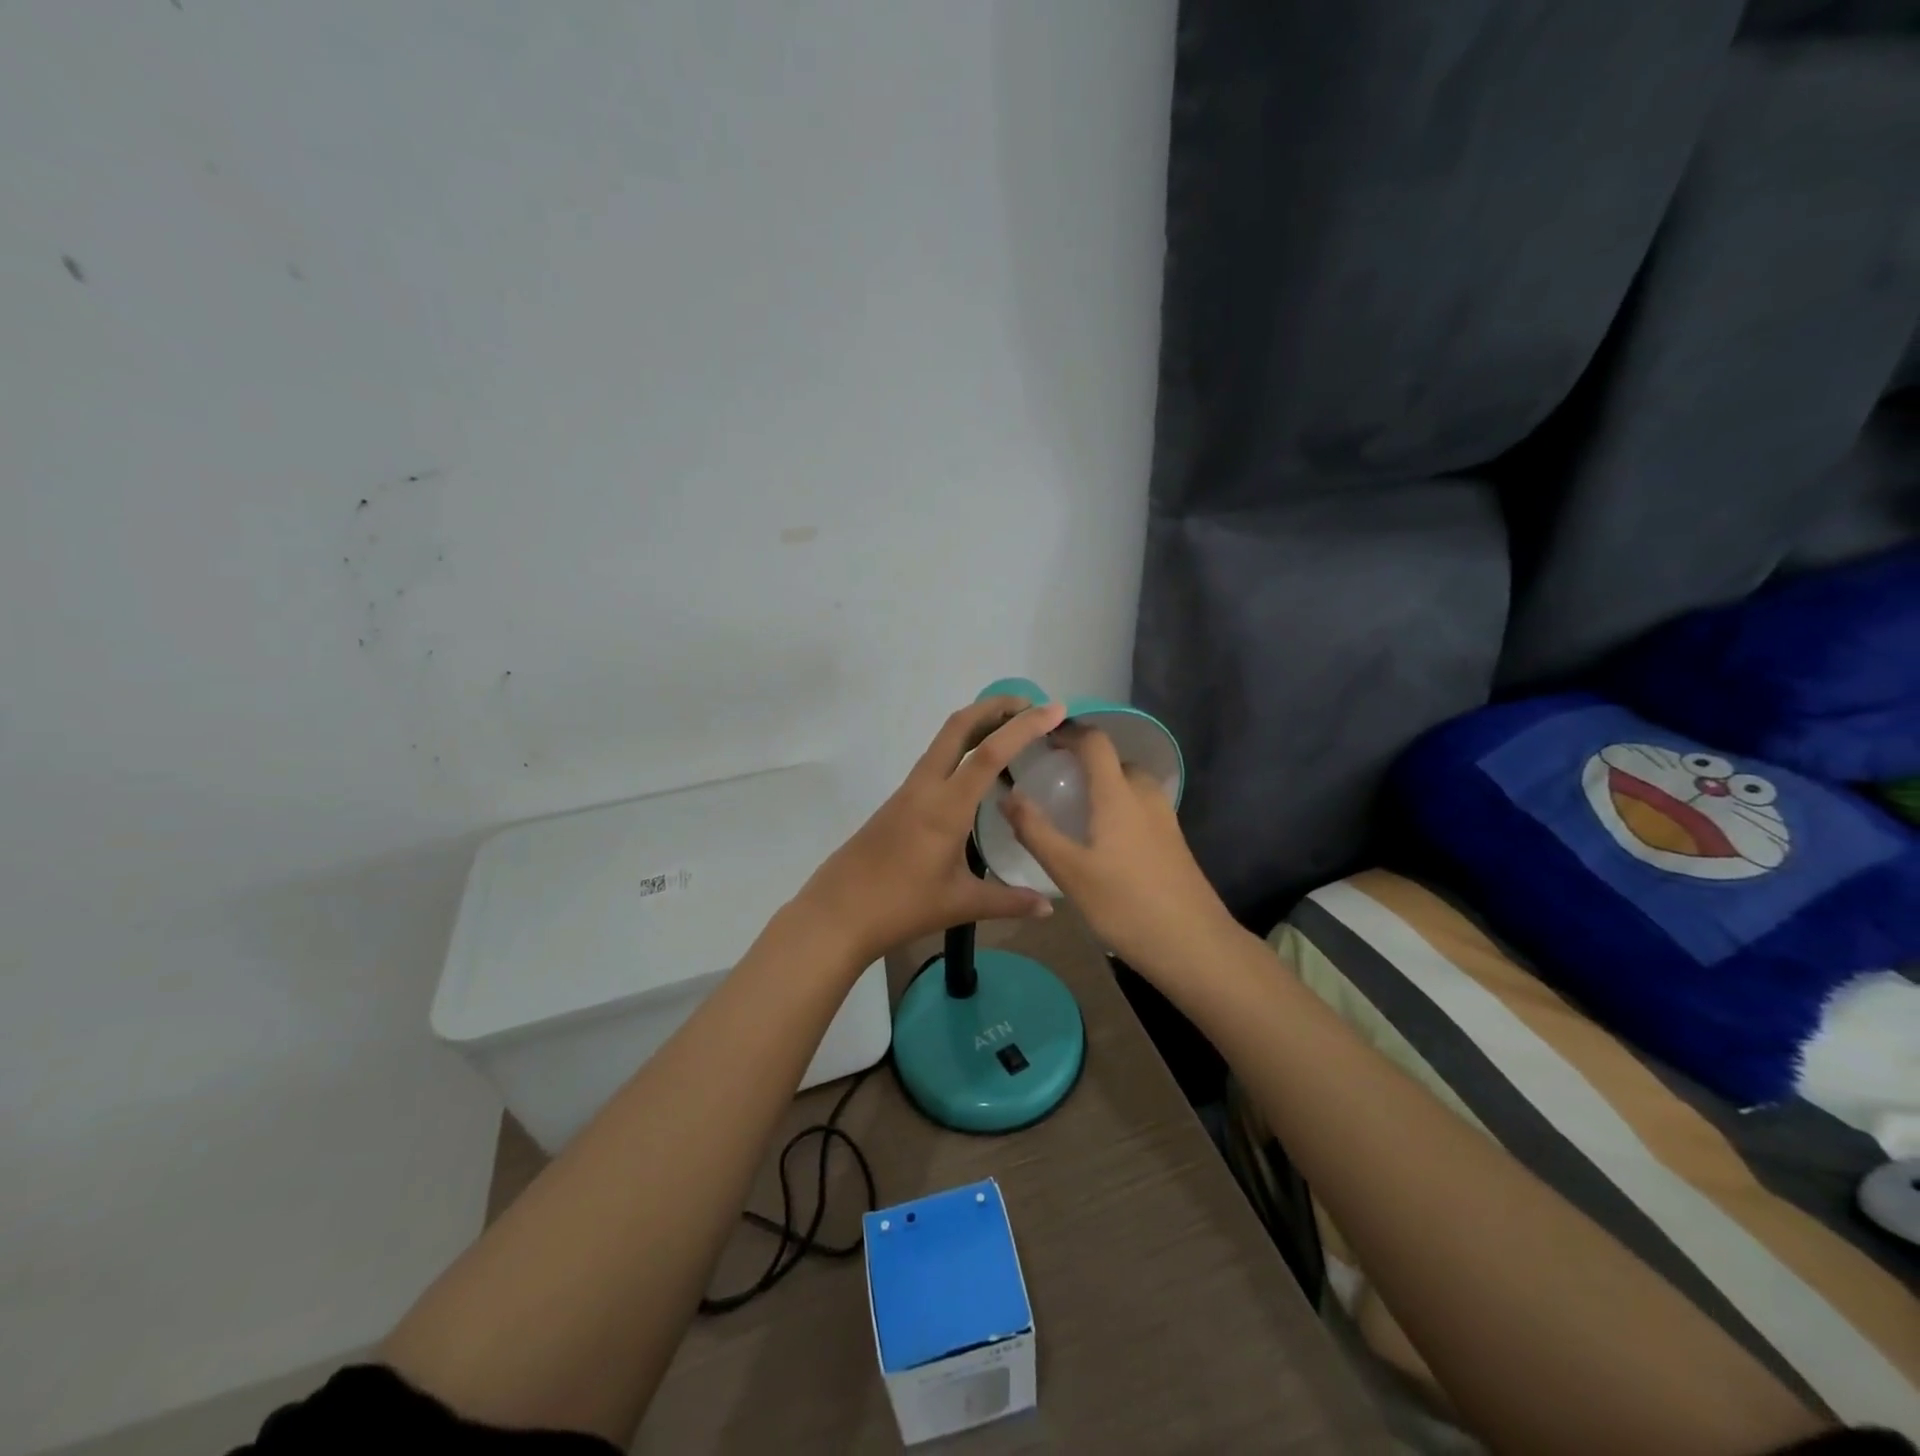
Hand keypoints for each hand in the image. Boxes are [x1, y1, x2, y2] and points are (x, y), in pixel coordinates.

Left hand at [799, 697, 1066, 966]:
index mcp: (946, 806)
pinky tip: (978, 770)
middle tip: (1032, 705)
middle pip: (959, 726)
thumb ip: (1009, 901)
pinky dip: (962, 747)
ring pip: (944, 740)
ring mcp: (908, 791)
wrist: (837, 913)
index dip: (1024, 726)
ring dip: (978, 724)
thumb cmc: (901, 906)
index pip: (990, 752)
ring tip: (1012, 731)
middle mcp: (926, 787)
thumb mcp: (961, 904)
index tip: (1054, 709)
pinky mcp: (899, 801)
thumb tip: (1049, 907)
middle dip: (996, 706)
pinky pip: (935, 760)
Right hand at [998, 723, 1235, 978]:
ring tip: (1074, 808)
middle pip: (1115, 761)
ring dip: (1103, 785)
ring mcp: (1164, 819)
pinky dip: (1118, 807)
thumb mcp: (1069, 871)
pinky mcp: (1173, 842)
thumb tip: (1007, 796)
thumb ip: (1035, 831)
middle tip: (1052, 779)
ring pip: (1131, 785)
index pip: (1095, 742)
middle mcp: (1145, 796)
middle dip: (1084, 761)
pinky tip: (1102, 840)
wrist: (1194, 945)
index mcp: (1118, 794)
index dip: (1069, 731)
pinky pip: (1140, 808)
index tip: (1042, 737)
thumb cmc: (1125, 904)